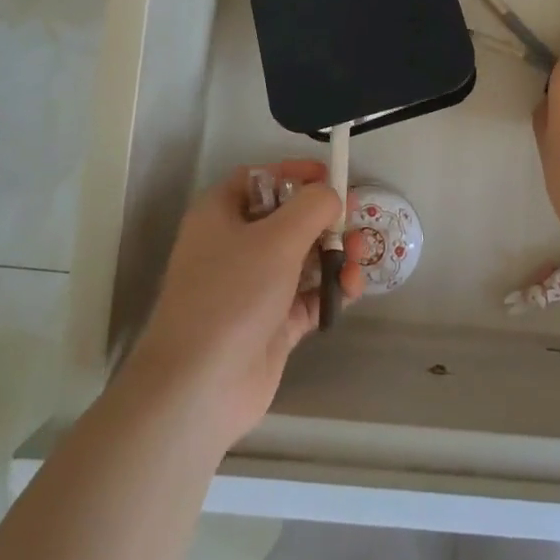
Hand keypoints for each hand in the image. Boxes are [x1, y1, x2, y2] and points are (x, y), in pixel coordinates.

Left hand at [128, 161, 365, 448]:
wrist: (200, 386)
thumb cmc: (233, 294)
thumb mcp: (278, 237)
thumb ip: (314, 206)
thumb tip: (332, 195)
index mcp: (221, 214)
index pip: (260, 178)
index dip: (295, 173)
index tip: (331, 177)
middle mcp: (234, 246)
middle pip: (288, 218)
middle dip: (326, 218)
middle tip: (357, 218)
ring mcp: (253, 287)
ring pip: (303, 258)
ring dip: (335, 253)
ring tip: (359, 258)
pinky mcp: (271, 323)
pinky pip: (308, 296)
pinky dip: (331, 290)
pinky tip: (352, 289)